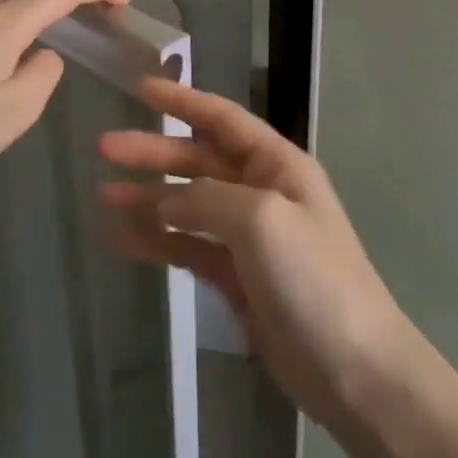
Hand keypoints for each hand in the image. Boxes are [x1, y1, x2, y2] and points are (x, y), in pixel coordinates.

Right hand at [98, 79, 421, 430]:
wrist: (354, 371)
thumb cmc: (314, 279)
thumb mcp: (261, 220)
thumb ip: (207, 198)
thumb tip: (166, 200)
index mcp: (277, 166)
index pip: (222, 119)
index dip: (182, 100)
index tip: (140, 87)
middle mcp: (261, 192)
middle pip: (197, 160)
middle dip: (153, 152)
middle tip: (103, 148)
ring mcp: (248, 237)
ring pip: (188, 205)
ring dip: (148, 198)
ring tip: (104, 196)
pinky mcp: (236, 278)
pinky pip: (188, 248)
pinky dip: (157, 242)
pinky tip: (123, 241)